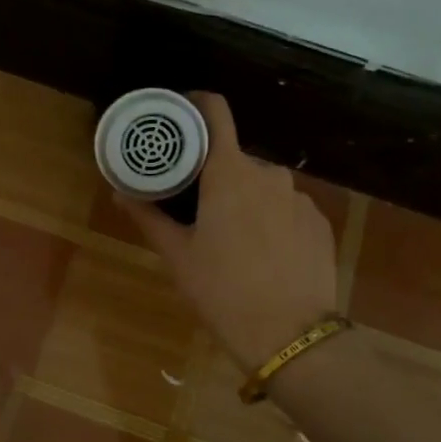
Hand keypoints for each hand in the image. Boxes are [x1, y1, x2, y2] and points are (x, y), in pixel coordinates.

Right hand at [118, 92, 338, 371]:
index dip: (196, 105)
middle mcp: (268, 173)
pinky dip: (271, 219)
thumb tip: (120, 192)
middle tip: (194, 206)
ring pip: (262, 186)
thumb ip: (149, 217)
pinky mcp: (320, 222)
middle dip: (214, 175)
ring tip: (230, 238)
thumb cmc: (222, 291)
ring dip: (243, 199)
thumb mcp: (177, 255)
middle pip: (234, 158)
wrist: (291, 336)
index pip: (215, 112)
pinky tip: (263, 255)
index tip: (179, 116)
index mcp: (229, 173)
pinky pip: (287, 208)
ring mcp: (300, 198)